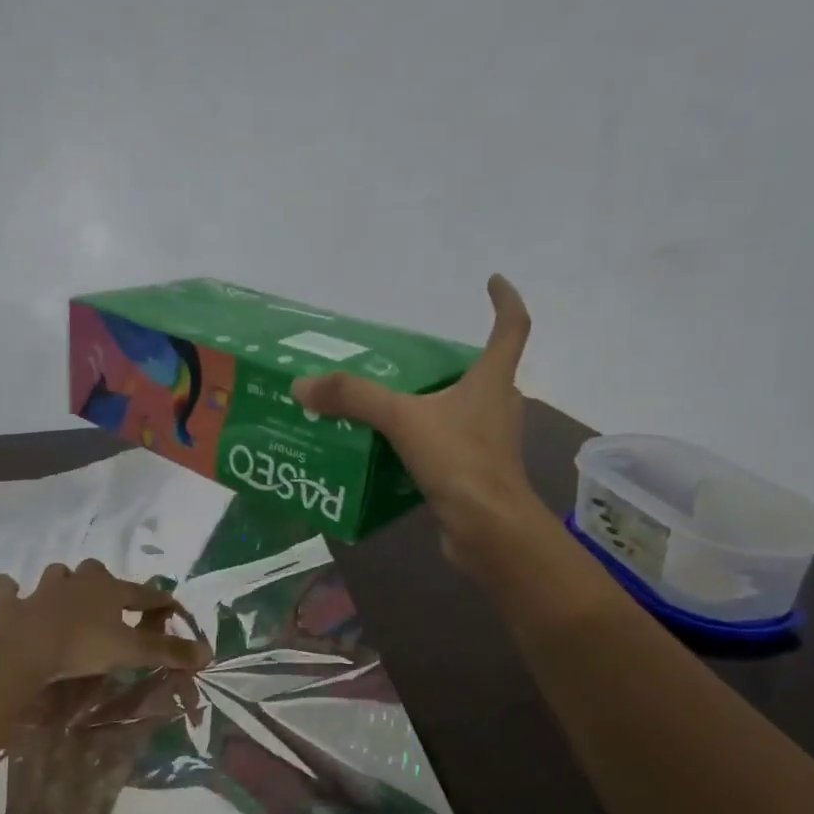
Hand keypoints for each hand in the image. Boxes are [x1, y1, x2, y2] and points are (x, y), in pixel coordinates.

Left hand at [0, 560, 210, 683]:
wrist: (26, 649)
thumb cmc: (84, 646)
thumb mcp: (132, 652)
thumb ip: (168, 651)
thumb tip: (208, 653)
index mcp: (110, 590)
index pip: (143, 593)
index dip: (159, 601)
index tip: (172, 607)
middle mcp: (79, 582)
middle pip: (97, 572)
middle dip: (104, 581)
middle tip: (108, 600)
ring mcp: (43, 591)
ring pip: (57, 575)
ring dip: (62, 582)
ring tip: (64, 595)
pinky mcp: (14, 605)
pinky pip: (8, 591)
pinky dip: (9, 591)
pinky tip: (8, 591)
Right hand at [293, 274, 538, 574]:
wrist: (489, 531)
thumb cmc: (460, 463)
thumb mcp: (402, 420)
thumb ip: (354, 399)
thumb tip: (302, 385)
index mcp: (492, 382)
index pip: (511, 329)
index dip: (505, 301)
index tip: (493, 281)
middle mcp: (498, 407)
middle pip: (482, 374)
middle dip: (451, 364)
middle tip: (409, 361)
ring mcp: (489, 444)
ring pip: (462, 413)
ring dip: (433, 406)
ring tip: (389, 405)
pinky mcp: (474, 475)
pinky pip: (447, 448)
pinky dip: (423, 443)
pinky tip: (390, 452)